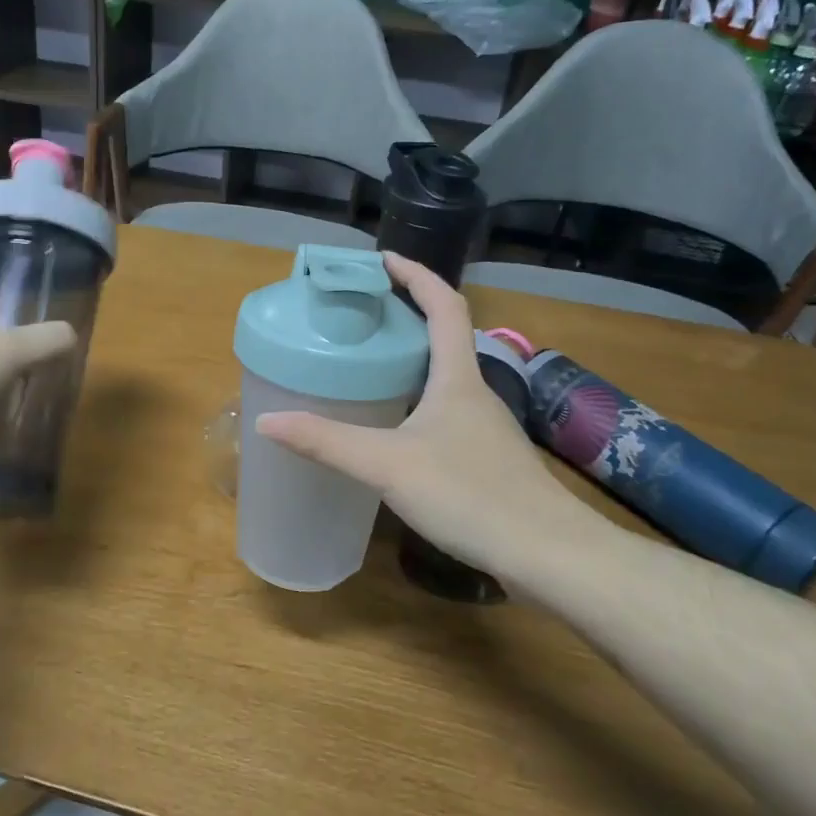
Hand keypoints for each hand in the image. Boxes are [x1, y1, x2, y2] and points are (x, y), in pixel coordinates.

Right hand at [256, 253, 610, 581]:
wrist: (548, 555)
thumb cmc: (471, 494)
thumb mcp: (389, 465)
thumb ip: (327, 442)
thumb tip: (267, 421)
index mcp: (457, 377)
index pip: (444, 305)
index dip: (417, 275)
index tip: (383, 260)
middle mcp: (476, 392)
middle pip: (446, 336)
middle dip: (407, 315)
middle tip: (362, 314)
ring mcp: (485, 428)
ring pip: (446, 378)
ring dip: (413, 360)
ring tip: (369, 365)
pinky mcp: (487, 460)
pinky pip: (446, 413)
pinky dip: (418, 402)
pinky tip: (395, 429)